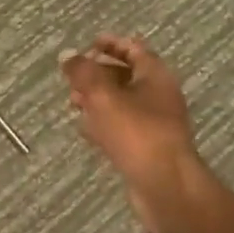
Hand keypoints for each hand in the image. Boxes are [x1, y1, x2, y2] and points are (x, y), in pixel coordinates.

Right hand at [60, 36, 205, 232]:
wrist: (166, 188)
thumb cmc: (137, 133)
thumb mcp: (103, 96)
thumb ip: (83, 72)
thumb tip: (67, 54)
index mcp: (155, 76)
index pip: (133, 48)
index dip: (110, 44)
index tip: (88, 44)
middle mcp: (158, 96)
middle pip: (126, 76)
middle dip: (98, 73)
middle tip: (73, 77)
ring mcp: (154, 124)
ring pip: (121, 103)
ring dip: (97, 99)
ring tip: (72, 101)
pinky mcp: (147, 149)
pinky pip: (122, 128)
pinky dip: (103, 124)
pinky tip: (83, 128)